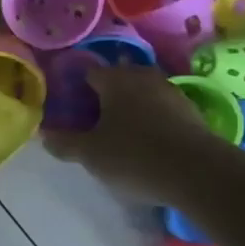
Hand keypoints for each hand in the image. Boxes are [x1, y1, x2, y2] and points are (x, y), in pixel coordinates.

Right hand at [43, 63, 237, 204]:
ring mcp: (171, 92)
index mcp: (114, 79)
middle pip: (117, 79)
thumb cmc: (134, 155)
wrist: (200, 173)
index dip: (75, 86)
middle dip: (103, 95)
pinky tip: (145, 141)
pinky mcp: (192, 112)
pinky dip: (150, 119)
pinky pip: (161, 109)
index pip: (88, 72)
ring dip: (129, 107)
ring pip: (141, 93)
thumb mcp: (90, 154)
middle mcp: (143, 77)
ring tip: (117, 131)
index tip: (67, 105)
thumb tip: (44, 135)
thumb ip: (65, 143)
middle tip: (90, 119)